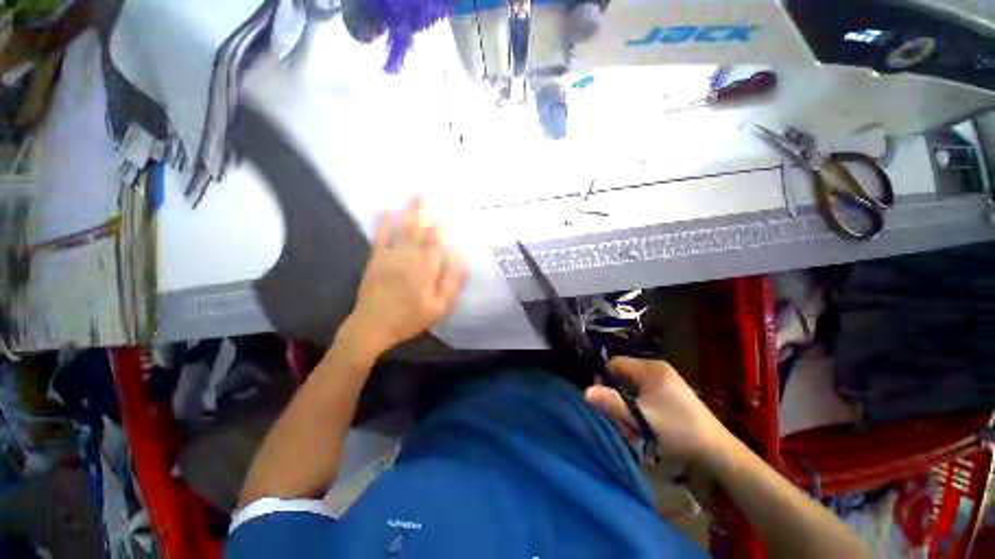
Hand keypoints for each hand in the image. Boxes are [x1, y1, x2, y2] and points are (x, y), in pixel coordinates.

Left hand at [338, 198, 466, 361]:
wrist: (373, 326)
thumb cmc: (409, 319)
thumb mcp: (439, 308)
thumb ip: (451, 284)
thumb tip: (461, 261)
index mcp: (427, 271)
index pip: (435, 245)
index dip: (439, 230)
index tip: (441, 216)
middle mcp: (410, 259)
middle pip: (419, 232)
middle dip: (423, 213)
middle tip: (424, 195)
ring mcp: (391, 257)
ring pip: (403, 230)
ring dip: (408, 213)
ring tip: (412, 197)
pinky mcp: (376, 260)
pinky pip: (380, 238)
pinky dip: (383, 224)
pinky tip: (385, 211)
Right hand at [585, 357, 730, 463]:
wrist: (716, 448)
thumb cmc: (677, 430)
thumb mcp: (641, 419)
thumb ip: (613, 404)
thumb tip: (585, 392)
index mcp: (650, 369)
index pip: (614, 363)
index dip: (603, 379)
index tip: (602, 400)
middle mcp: (656, 368)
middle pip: (623, 375)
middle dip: (618, 397)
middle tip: (621, 420)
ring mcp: (665, 378)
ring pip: (633, 386)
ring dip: (628, 405)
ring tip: (633, 428)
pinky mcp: (670, 390)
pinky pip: (645, 392)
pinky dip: (639, 406)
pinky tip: (643, 424)